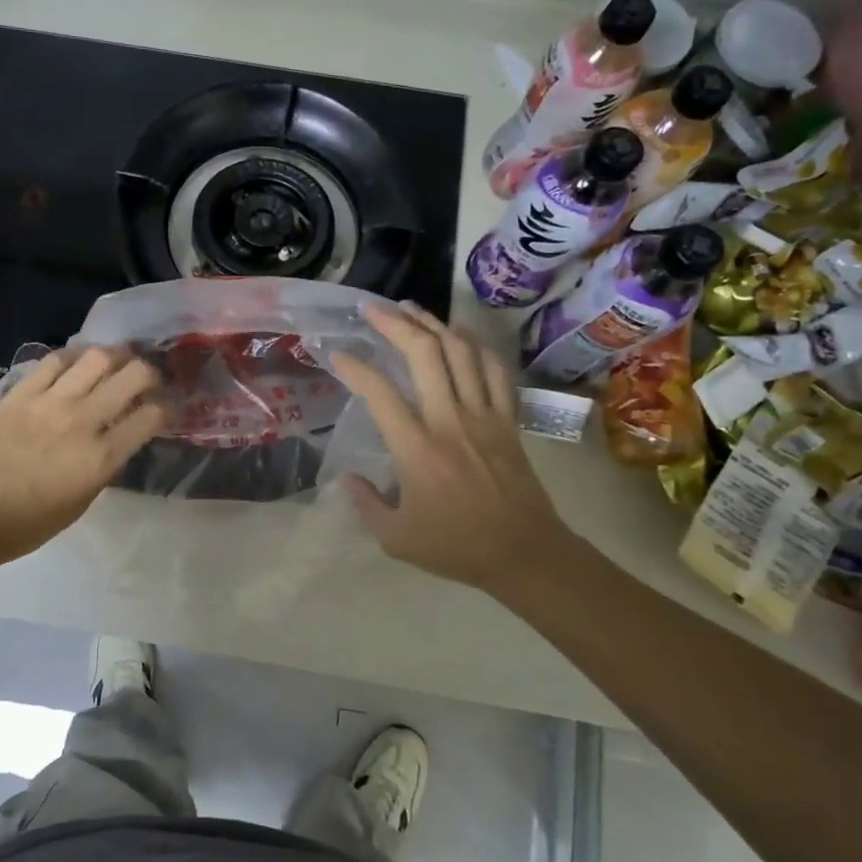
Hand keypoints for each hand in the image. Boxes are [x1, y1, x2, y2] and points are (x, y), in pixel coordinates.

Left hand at [0, 346, 166, 562]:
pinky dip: (73, 358)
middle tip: (147, 380)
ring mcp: (49, 402)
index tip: (165, 410)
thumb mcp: (81, 502)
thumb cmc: (28, 524)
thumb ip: (105, 467)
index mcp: (100, 457)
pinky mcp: (20, 393)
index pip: (150, 417)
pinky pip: (54, 361)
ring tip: (116, 363)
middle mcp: (81, 421)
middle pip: (131, 376)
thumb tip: (118, 440)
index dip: (166, 408)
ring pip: (95, 358)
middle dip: (149, 373)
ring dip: (115, 356)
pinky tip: (77, 364)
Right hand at [332, 303, 574, 594]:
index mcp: (417, 448)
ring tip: (410, 309)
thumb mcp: (395, 539)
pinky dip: (476, 345)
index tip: (337, 353)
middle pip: (424, 354)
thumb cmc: (456, 547)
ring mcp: (483, 415)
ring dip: (433, 323)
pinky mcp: (507, 419)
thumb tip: (347, 478)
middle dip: (395, 323)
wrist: (524, 553)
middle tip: (372, 309)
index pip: (379, 393)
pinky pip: (495, 369)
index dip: (354, 367)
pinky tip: (460, 335)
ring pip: (461, 351)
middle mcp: (450, 420)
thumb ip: (365, 505)